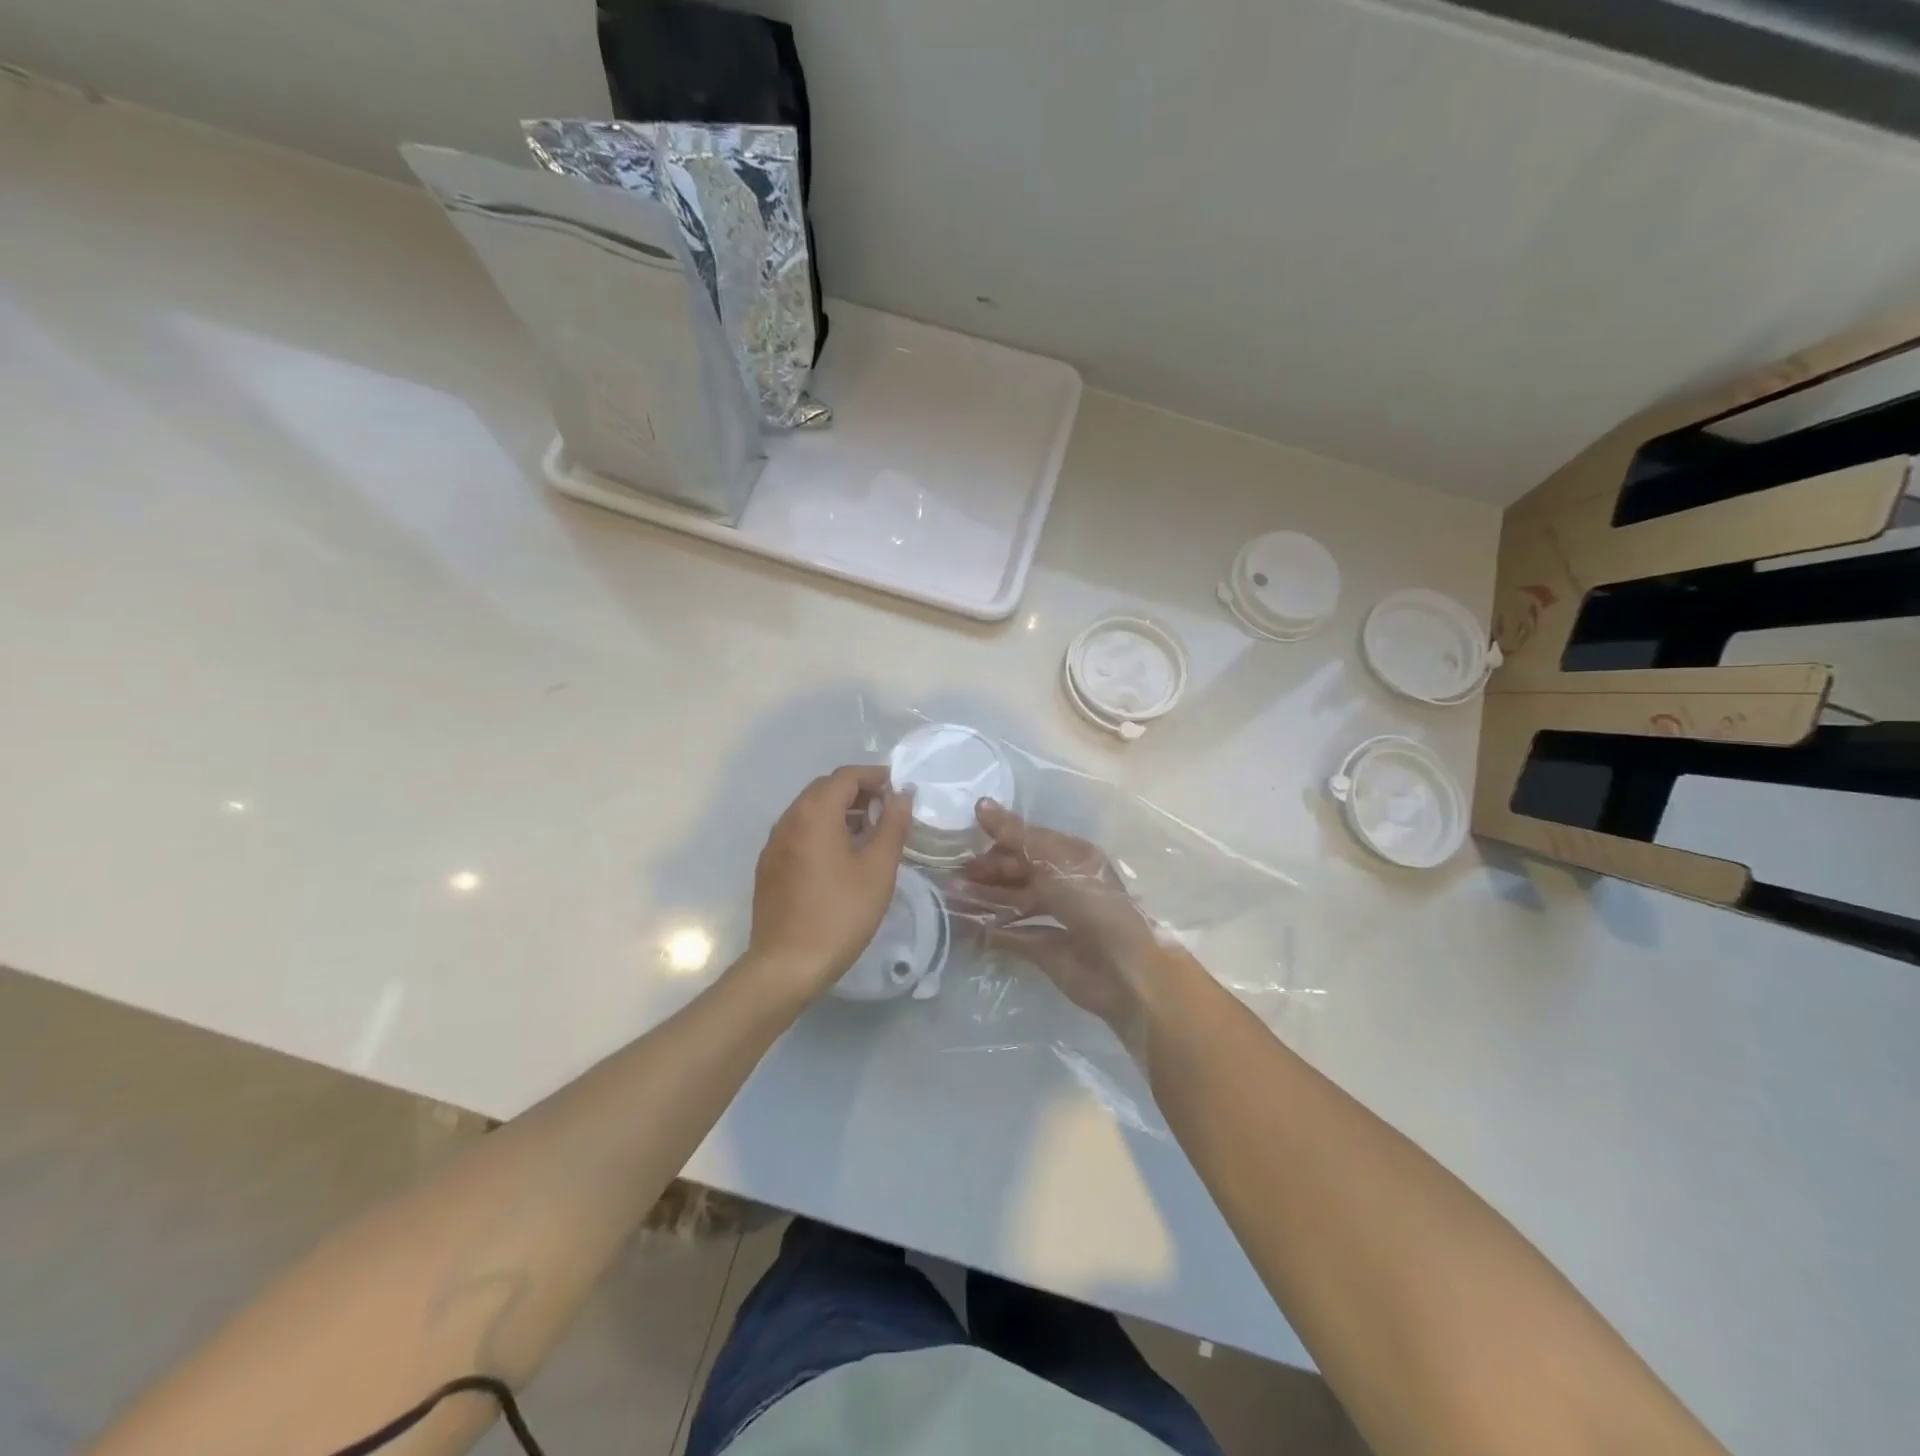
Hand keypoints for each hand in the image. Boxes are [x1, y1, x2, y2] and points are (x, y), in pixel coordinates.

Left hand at [744, 765, 914, 1001]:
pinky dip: (822, 831)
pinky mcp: (769, 866)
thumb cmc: (840, 913)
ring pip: (810, 811)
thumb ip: (893, 825)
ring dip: (839, 812)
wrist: (787, 964)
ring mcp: (774, 843)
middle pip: (825, 789)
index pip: (846, 776)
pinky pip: (799, 833)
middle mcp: (789, 819)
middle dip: (857, 792)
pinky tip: (841, 858)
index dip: (875, 776)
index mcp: (815, 813)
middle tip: (887, 810)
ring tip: (869, 833)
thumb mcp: (878, 868)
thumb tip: (902, 795)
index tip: (899, 789)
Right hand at [956, 799, 1162, 1032]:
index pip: (1028, 841)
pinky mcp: (1047, 950)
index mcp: (1071, 856)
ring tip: (951, 896)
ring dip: (984, 898)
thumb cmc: (1089, 900)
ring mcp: (1055, 917)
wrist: (1122, 967)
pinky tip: (967, 926)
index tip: (964, 838)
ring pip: (1013, 901)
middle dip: (987, 871)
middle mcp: (1063, 883)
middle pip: (1018, 871)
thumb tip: (980, 804)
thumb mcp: (1052, 858)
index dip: (998, 839)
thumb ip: (1015, 834)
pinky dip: (992, 929)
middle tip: (951, 873)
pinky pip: (1014, 934)